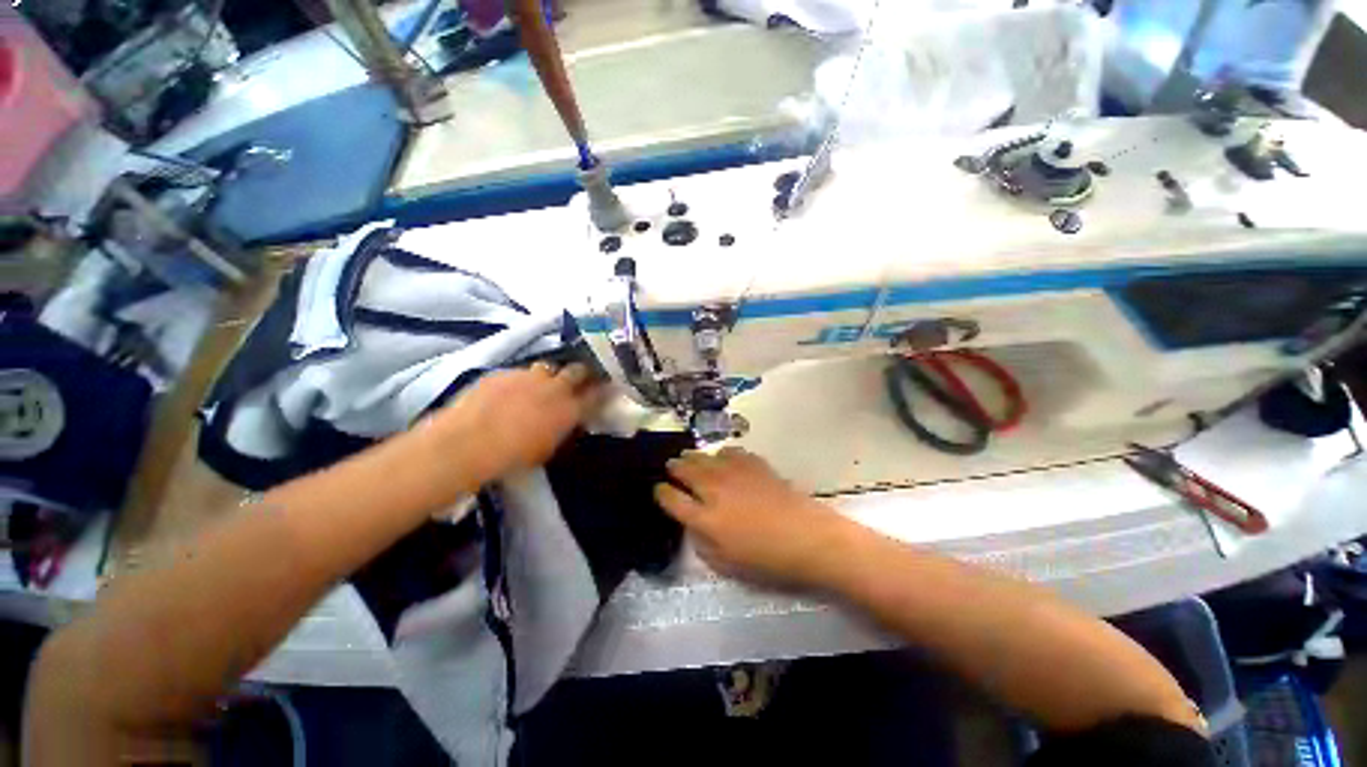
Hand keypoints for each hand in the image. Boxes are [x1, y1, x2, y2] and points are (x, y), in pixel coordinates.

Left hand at [425, 362, 603, 484]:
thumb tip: (566, 422)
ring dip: (548, 376)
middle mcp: (554, 387)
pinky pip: (518, 372)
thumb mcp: (547, 448)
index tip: (607, 388)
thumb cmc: (512, 457)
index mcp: (570, 408)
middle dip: (581, 374)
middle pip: (577, 370)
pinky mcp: (503, 372)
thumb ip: (562, 429)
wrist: (467, 443)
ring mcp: (528, 376)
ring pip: (547, 368)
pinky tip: (508, 393)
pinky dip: (519, 381)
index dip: (604, 390)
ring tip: (539, 386)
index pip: (597, 393)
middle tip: (577, 381)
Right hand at [654, 448, 857, 589]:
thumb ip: (702, 543)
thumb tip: (692, 523)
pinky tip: (724, 461)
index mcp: (704, 517)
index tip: (660, 490)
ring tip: (690, 460)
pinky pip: (729, 451)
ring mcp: (734, 472)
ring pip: (703, 456)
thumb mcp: (726, 564)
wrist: (808, 537)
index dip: (661, 493)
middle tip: (671, 467)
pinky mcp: (753, 463)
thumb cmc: (767, 559)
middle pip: (684, 469)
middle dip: (674, 467)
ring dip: (693, 458)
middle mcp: (713, 488)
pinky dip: (721, 455)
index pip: (671, 498)